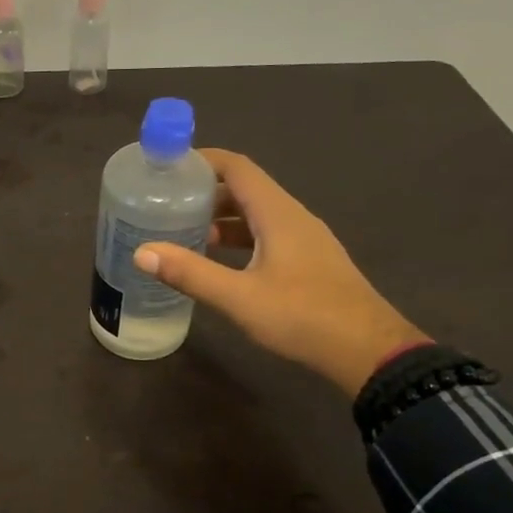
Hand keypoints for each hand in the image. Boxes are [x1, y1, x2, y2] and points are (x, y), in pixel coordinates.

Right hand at [133, 149, 427, 396]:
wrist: (369, 351)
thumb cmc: (304, 316)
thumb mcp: (240, 297)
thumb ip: (191, 274)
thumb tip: (142, 252)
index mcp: (278, 213)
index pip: (238, 167)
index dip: (203, 160)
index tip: (168, 167)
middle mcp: (293, 218)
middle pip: (246, 189)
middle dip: (206, 191)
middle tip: (166, 203)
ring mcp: (305, 240)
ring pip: (257, 215)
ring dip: (222, 218)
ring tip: (184, 232)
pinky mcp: (310, 263)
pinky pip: (267, 236)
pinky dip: (239, 239)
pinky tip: (219, 263)